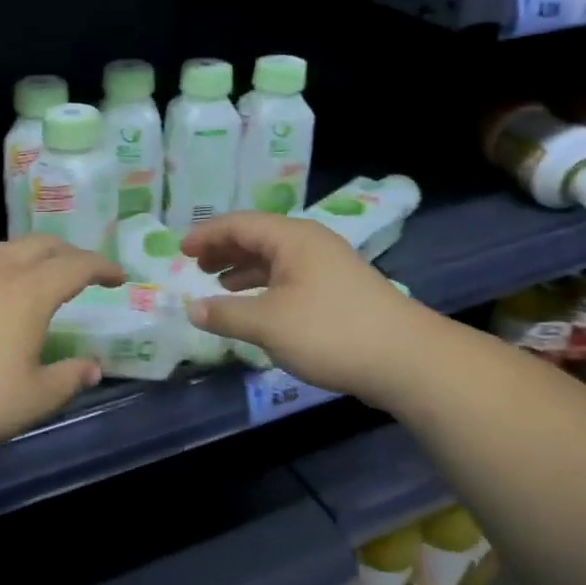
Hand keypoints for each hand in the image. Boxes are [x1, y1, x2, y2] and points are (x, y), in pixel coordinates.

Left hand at [0, 236, 124, 460]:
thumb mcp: (33, 400)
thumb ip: (69, 378)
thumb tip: (92, 367)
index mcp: (28, 292)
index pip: (76, 265)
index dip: (102, 267)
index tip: (119, 277)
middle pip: (42, 245)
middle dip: (70, 253)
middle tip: (86, 272)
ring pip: (7, 247)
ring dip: (34, 254)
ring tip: (43, 274)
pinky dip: (3, 263)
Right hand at [181, 212, 416, 399]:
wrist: (406, 360)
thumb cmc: (330, 332)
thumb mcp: (268, 324)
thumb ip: (225, 314)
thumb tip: (191, 308)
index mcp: (292, 239)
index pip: (239, 224)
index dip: (206, 235)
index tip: (180, 250)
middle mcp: (310, 244)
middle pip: (257, 236)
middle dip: (224, 249)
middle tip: (196, 265)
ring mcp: (328, 267)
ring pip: (275, 258)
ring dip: (243, 268)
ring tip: (218, 283)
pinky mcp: (338, 291)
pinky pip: (289, 277)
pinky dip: (264, 286)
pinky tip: (255, 306)